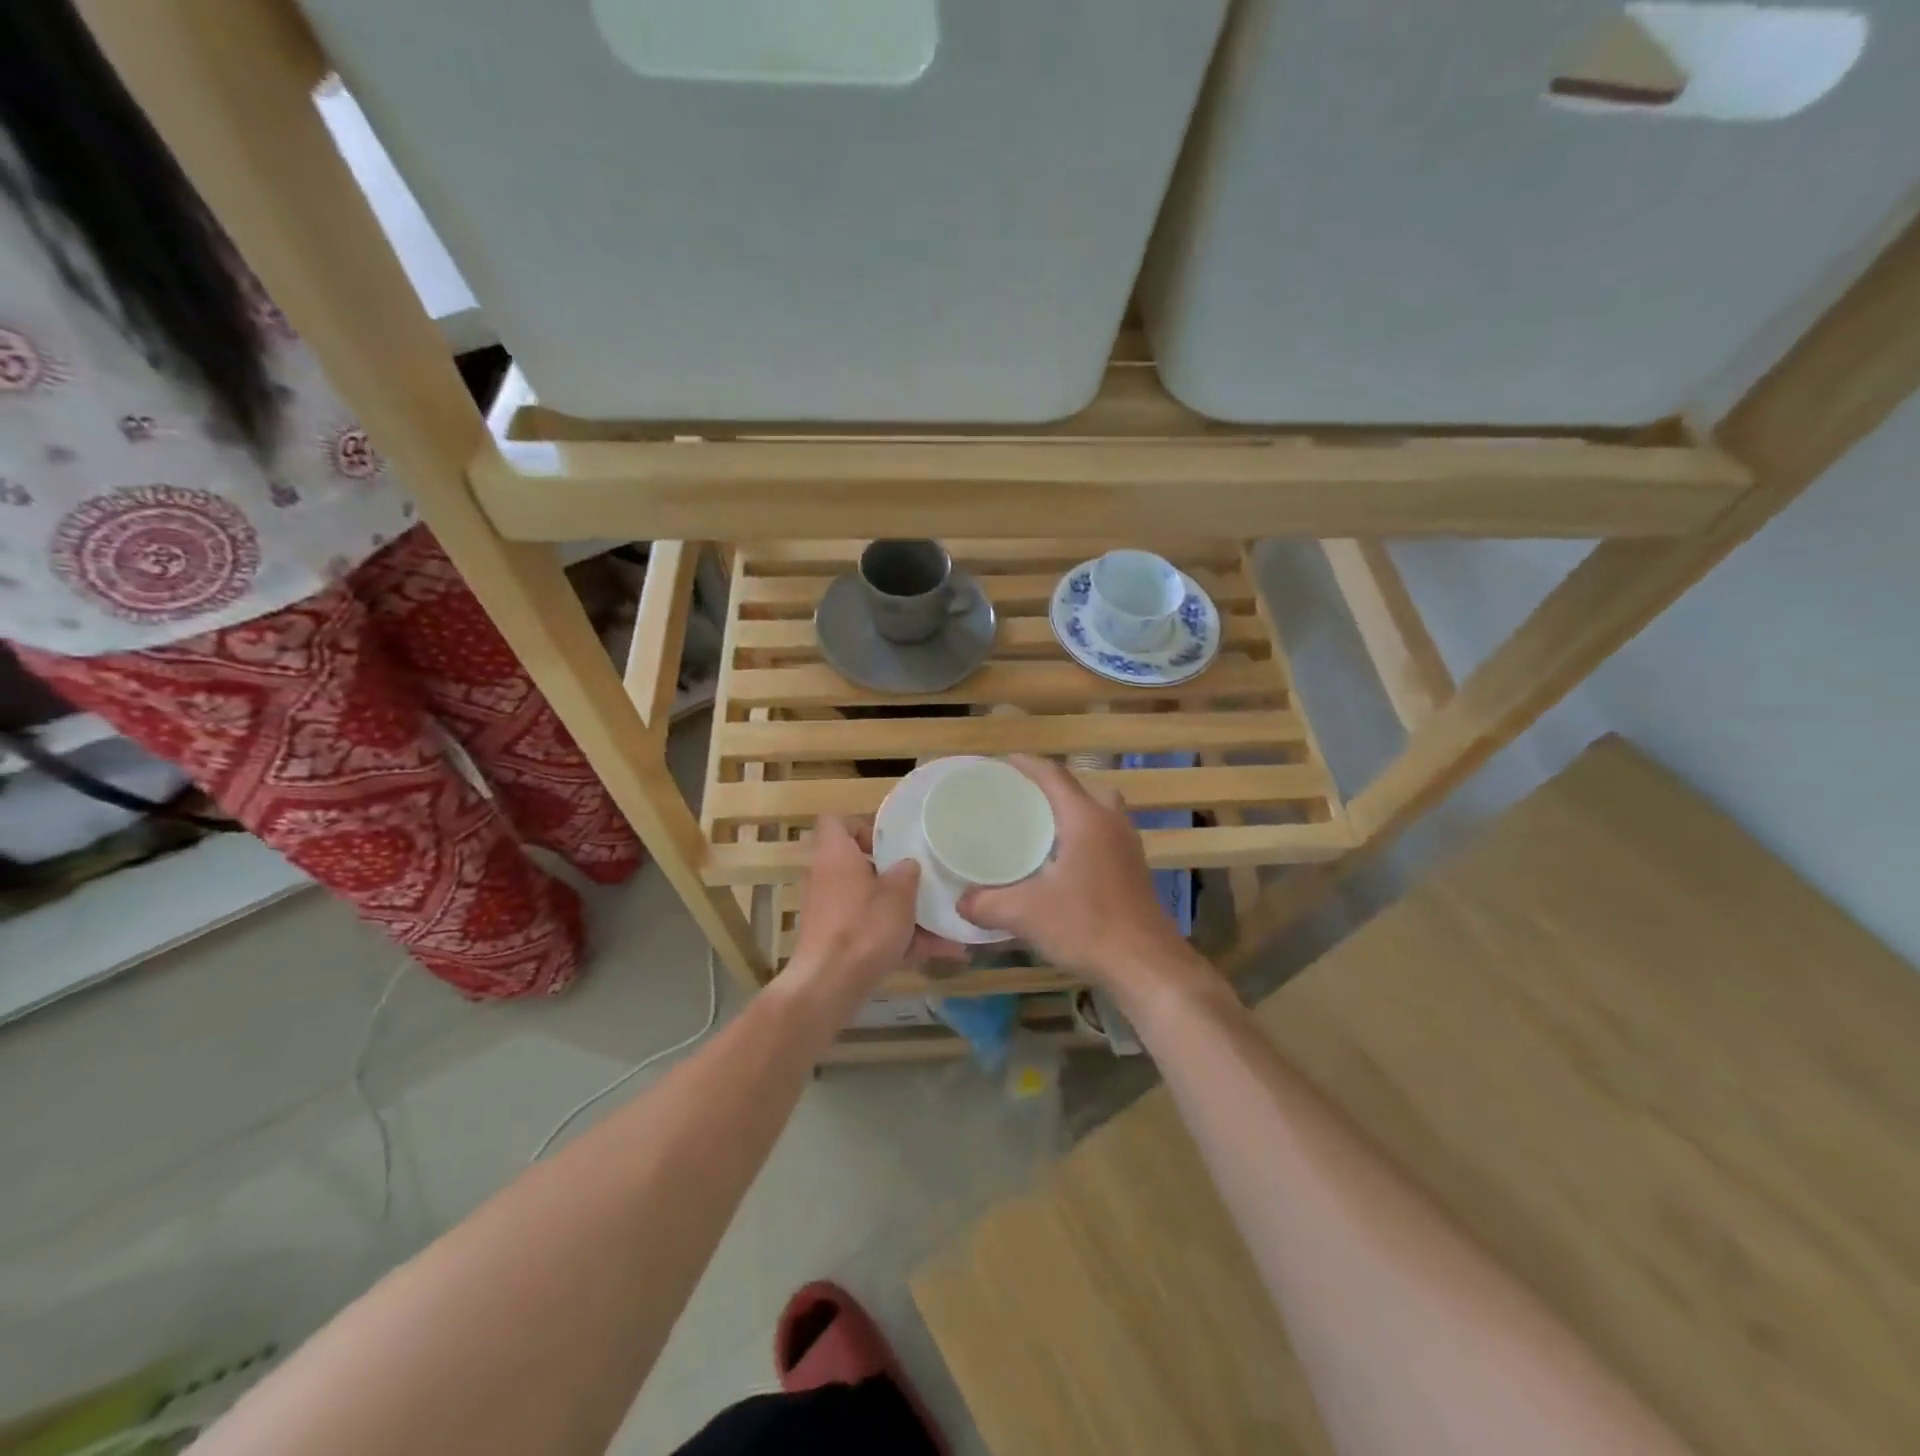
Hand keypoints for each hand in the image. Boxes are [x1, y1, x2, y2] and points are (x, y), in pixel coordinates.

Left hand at [786, 816, 964, 1005]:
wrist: (829, 985)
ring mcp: (830, 914)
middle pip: (860, 866)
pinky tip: (938, 952)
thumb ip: (907, 873)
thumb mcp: (898, 894)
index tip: (892, 841)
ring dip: (904, 913)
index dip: (863, 826)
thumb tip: (907, 865)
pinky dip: (900, 940)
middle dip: (893, 875)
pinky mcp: (837, 944)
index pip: (837, 823)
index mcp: (835, 856)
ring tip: (944, 923)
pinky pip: (872, 933)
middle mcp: (827, 880)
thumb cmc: (864, 927)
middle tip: (922, 879)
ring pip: (872, 904)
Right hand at [958, 756, 1196, 995]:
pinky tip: (1063, 864)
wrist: (1146, 965)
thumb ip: (987, 904)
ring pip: (1100, 812)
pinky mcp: (1134, 871)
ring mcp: (1128, 847)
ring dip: (1073, 812)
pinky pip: (1106, 836)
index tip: (1002, 764)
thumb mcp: (1025, 914)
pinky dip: (1084, 836)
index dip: (1028, 765)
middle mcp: (1111, 823)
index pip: (1055, 776)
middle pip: (1083, 788)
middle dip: (1053, 787)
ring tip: (1041, 829)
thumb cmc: (1086, 926)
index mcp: (1086, 819)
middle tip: (1023, 799)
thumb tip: (961, 902)